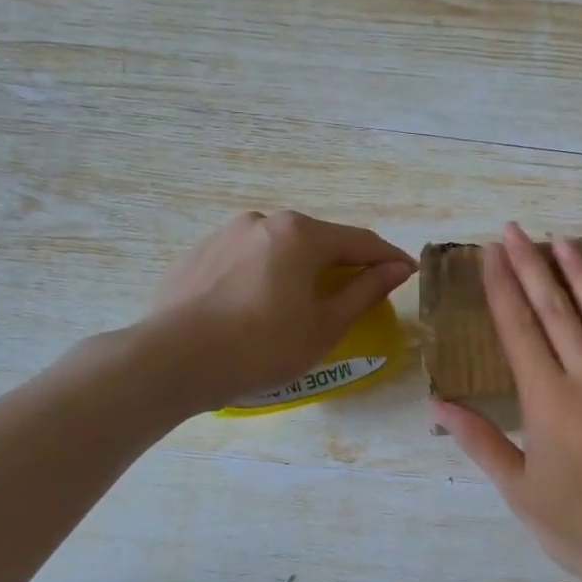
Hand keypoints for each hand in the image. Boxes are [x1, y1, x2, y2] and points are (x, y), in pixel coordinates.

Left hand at [151, 210, 414, 409]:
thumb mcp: (325, 325)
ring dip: (301, 270)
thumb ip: (365, 290)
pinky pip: (247, 260)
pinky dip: (265, 276)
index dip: (388, 258)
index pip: (360, 241)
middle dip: (342, 263)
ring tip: (302, 305)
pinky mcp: (198, 253)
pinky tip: (258, 308)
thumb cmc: (262, 346)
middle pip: (318, 241)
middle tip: (356, 294)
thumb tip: (397, 268)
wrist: (173, 360)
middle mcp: (264, 221)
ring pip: (279, 249)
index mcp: (301, 234)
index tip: (408, 273)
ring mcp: (226, 234)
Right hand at [433, 224, 581, 581]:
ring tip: (562, 241)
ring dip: (580, 275)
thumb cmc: (580, 526)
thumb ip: (479, 441)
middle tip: (516, 230)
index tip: (492, 253)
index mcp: (547, 399)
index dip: (502, 287)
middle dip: (532, 266)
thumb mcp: (518, 490)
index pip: (518, 329)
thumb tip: (438, 404)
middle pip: (555, 310)